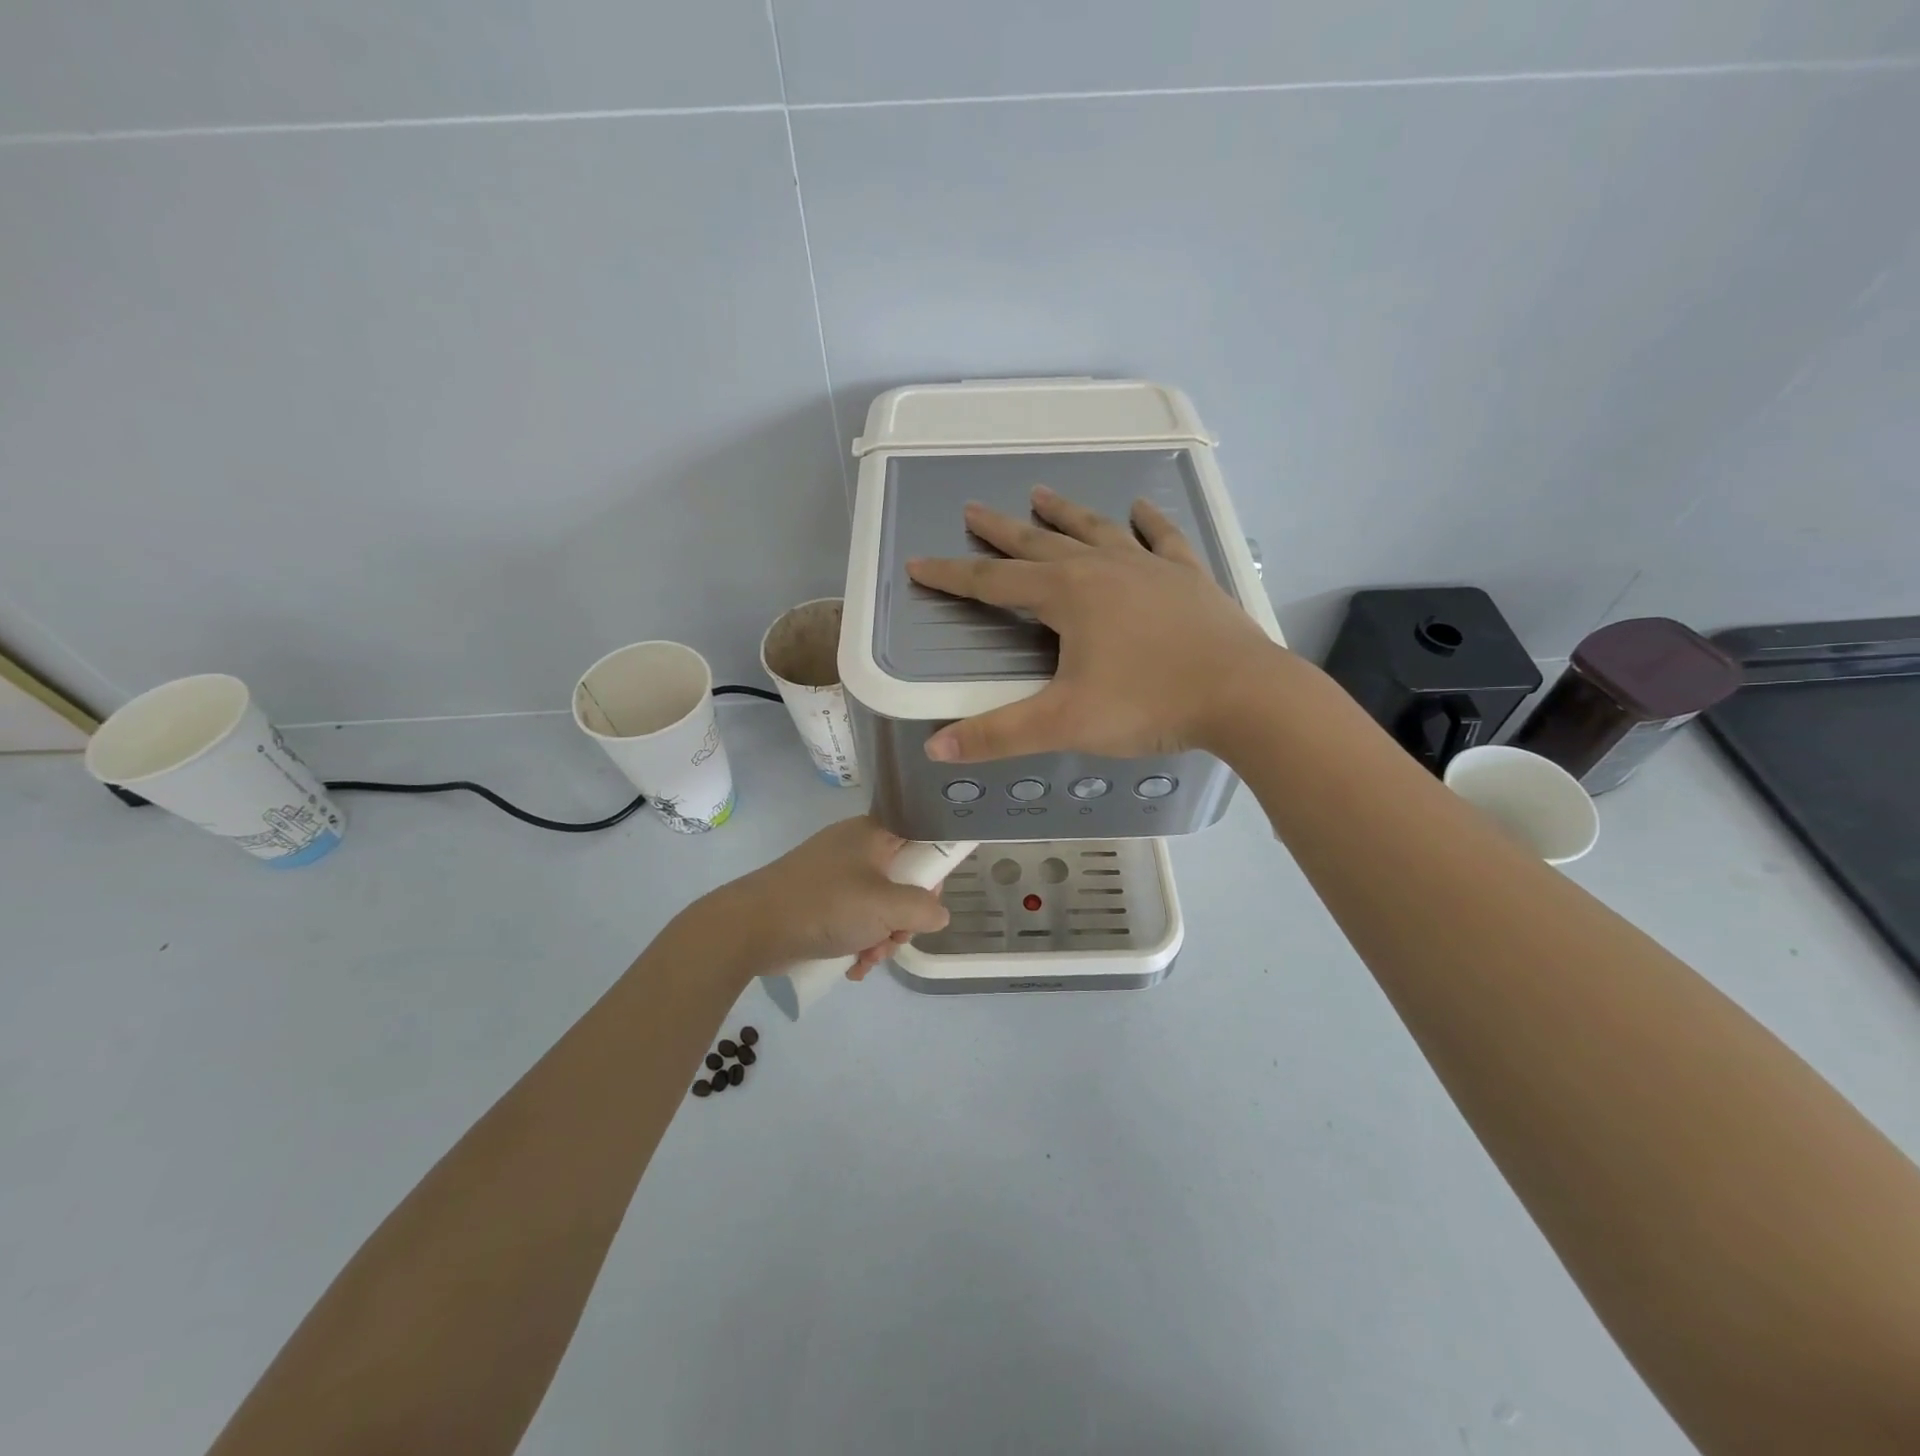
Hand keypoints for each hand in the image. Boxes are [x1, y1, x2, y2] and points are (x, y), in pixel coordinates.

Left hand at [708, 816, 950, 978]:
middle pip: (902, 881)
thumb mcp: (885, 907)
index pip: (920, 840)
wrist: (750, 927)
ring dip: (881, 937)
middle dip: (903, 919)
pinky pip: (853, 919)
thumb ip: (923, 909)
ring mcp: (835, 875)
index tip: (929, 903)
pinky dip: (858, 941)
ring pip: (878, 906)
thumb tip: (939, 914)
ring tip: (867, 958)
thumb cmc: (825, 906)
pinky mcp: (819, 901)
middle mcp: (856, 848)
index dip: (932, 872)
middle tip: (895, 938)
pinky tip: (852, 965)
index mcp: (874, 834)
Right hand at [906, 486, 1279, 761]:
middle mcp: (1103, 568)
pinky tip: (1141, 508)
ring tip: (1041, 494)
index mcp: (1067, 595)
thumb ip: (997, 735)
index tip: (919, 562)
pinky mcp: (1188, 578)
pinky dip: (1148, 522)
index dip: (953, 574)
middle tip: (973, 509)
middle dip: (1001, 530)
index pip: (994, 581)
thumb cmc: (1149, 704)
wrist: (1244, 695)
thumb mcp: (1064, 724)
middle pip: (1040, 543)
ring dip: (1065, 513)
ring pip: (1097, 530)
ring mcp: (1150, 567)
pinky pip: (1163, 539)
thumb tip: (934, 747)